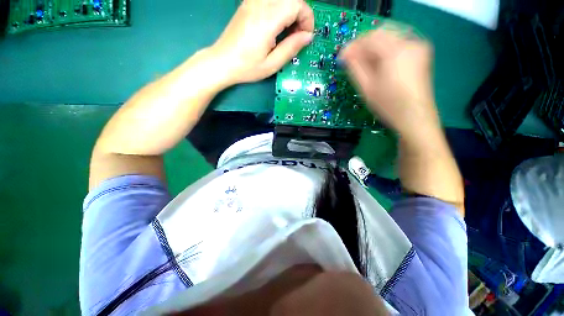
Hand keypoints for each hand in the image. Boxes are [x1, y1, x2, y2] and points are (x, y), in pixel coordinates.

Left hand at [211, 0, 313, 84]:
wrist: (222, 61)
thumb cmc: (246, 67)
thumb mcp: (271, 64)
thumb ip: (291, 48)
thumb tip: (308, 36)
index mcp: (267, 20)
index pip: (297, 4)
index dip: (307, 19)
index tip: (305, 37)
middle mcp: (260, 4)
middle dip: (301, 14)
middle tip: (297, 35)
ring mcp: (252, 2)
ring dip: (290, 11)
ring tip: (288, 32)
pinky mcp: (248, 4)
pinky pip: (271, 0)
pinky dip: (280, 9)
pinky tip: (277, 25)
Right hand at [341, 23, 438, 140]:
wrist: (414, 116)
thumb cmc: (388, 105)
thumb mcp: (367, 87)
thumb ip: (355, 68)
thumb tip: (346, 55)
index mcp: (395, 52)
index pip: (370, 38)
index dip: (354, 46)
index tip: (343, 56)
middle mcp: (410, 43)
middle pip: (381, 34)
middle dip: (364, 45)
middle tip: (352, 59)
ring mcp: (418, 47)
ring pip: (390, 37)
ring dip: (374, 47)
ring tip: (363, 63)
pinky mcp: (421, 53)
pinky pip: (398, 43)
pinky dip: (385, 50)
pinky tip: (378, 63)